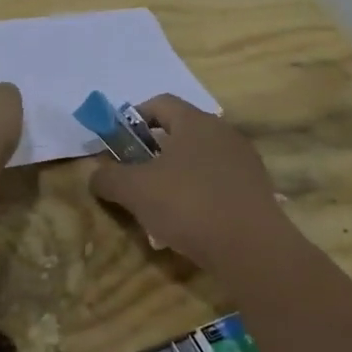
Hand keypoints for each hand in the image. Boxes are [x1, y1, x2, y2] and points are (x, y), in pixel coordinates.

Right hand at [88, 95, 286, 263]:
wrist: (252, 247)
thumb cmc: (188, 205)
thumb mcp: (135, 190)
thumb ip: (108, 178)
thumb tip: (95, 175)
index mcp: (195, 121)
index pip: (160, 103)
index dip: (134, 118)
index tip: (119, 143)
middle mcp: (222, 132)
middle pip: (179, 133)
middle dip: (153, 154)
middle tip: (135, 178)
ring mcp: (243, 161)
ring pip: (198, 161)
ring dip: (174, 178)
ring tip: (158, 210)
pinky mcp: (256, 189)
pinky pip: (217, 183)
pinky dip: (198, 196)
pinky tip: (188, 226)